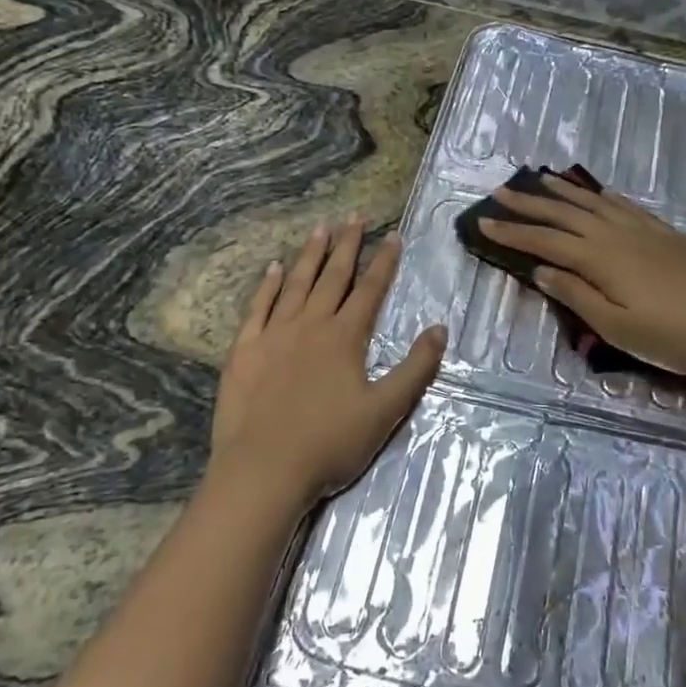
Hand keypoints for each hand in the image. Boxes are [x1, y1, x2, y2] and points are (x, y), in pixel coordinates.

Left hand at [210, 217, 446, 510]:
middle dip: (347, 245)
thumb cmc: (330, 443)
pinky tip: (273, 268)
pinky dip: (267, 286)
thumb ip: (415, 368)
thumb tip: (440, 328)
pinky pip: (258, 308)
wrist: (263, 469)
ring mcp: (274, 334)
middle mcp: (311, 324)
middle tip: (354, 217)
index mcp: (345, 337)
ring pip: (296, 284)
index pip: (370, 290)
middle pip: (333, 277)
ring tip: (320, 228)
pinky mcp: (245, 350)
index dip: (384, 262)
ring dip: (310, 255)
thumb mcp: (386, 410)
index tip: (393, 235)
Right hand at [479, 174, 685, 379]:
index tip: (482, 223)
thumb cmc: (674, 336)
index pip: (545, 241)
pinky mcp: (664, 233)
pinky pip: (623, 205)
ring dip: (562, 192)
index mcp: (600, 258)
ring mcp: (642, 230)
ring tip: (539, 181)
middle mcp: (616, 234)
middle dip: (528, 203)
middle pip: (564, 213)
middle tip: (499, 193)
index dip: (512, 233)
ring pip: (593, 203)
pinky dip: (601, 196)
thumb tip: (541, 270)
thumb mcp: (617, 327)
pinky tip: (596, 194)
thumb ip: (576, 295)